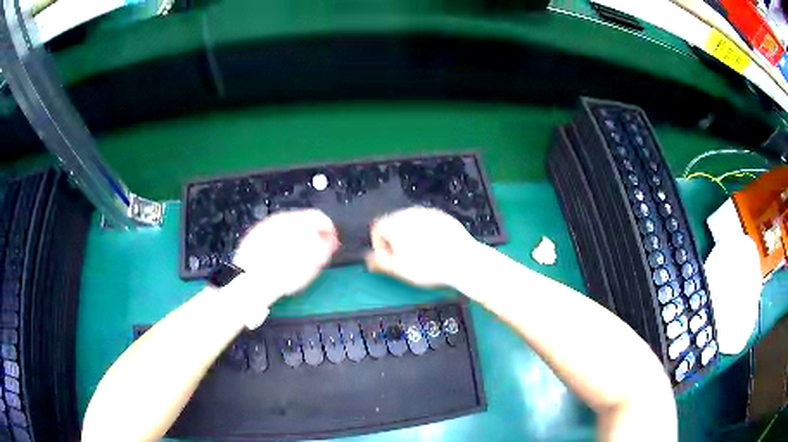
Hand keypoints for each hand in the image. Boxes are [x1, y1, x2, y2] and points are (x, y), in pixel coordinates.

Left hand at [230, 209, 338, 325]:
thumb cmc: (286, 272)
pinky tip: (279, 260)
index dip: (329, 230)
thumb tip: (329, 239)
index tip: (331, 242)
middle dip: (311, 234)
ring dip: (294, 239)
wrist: (254, 280)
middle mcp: (282, 218)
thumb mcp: (316, 261)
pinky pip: (272, 236)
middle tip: (315, 252)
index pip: (320, 217)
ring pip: (286, 228)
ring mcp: (266, 226)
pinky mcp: (254, 236)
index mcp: (300, 221)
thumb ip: (326, 245)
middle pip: (302, 221)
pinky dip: (278, 244)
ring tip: (296, 259)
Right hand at [366, 207, 480, 287]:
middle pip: (393, 223)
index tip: (388, 258)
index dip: (379, 245)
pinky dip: (426, 233)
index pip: (377, 229)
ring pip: (411, 222)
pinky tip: (434, 248)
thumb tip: (368, 258)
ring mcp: (427, 212)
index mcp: (394, 223)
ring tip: (420, 255)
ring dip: (410, 236)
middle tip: (403, 259)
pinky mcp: (442, 215)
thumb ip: (379, 261)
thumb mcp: (398, 269)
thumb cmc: (429, 266)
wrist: (462, 261)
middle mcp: (409, 213)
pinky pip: (427, 223)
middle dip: (395, 240)